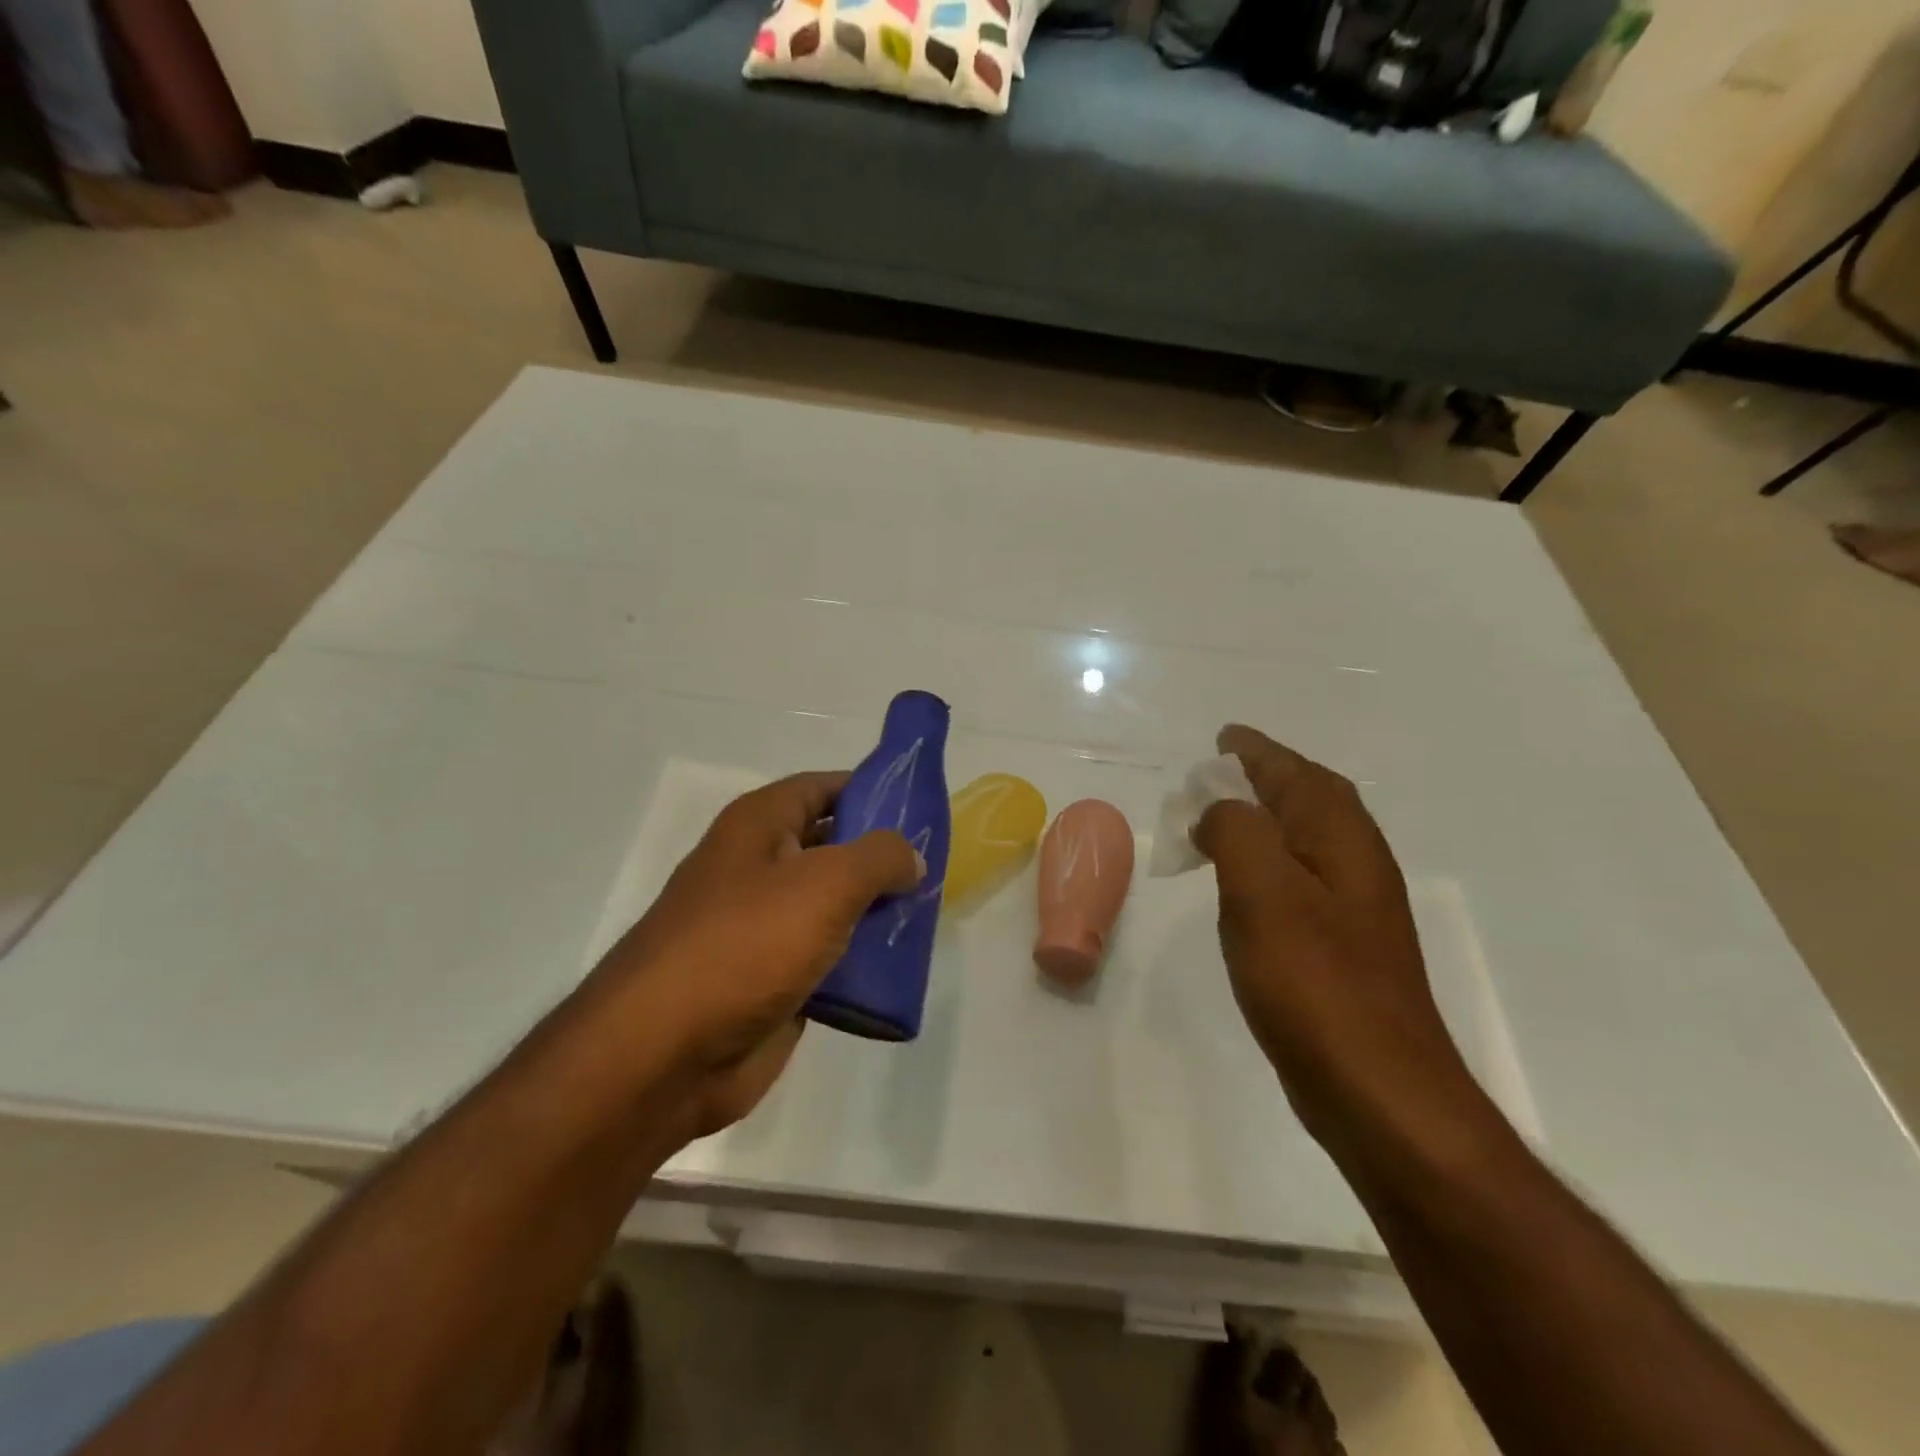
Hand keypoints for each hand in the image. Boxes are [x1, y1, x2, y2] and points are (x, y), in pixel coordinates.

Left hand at [596, 772, 921, 1136]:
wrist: (665, 1053)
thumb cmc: (745, 943)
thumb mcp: (826, 882)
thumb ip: (879, 857)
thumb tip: (909, 856)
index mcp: (759, 826)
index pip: (823, 787)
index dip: (871, 789)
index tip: (920, 804)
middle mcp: (760, 868)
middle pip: (833, 847)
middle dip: (883, 856)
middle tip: (939, 863)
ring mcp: (765, 927)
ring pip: (835, 906)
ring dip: (878, 911)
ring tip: (930, 914)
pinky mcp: (774, 980)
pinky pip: (830, 958)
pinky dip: (863, 960)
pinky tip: (904, 965)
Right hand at [1193, 725, 1485, 1162]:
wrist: (1378, 1089)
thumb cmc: (1314, 981)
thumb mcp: (1262, 890)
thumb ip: (1236, 830)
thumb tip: (1219, 809)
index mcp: (1341, 839)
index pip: (1297, 775)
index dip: (1257, 752)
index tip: (1223, 738)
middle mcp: (1355, 864)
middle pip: (1309, 800)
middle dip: (1265, 778)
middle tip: (1218, 773)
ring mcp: (1351, 910)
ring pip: (1304, 841)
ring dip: (1264, 820)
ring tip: (1221, 818)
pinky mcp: (1338, 948)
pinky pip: (1296, 881)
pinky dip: (1265, 865)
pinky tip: (1243, 887)